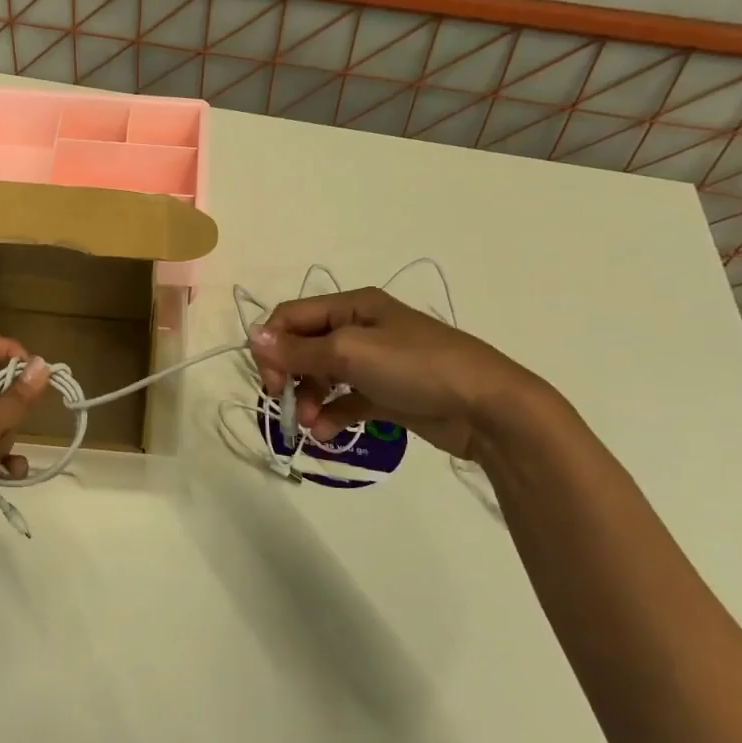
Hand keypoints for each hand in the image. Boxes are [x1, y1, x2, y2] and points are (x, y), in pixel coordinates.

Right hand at [248, 288, 544, 461]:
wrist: (489, 408)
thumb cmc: (417, 367)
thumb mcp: (351, 353)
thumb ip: (298, 350)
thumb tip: (252, 336)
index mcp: (351, 307)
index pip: (291, 317)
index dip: (272, 347)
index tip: (273, 383)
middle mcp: (359, 329)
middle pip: (303, 347)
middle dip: (290, 377)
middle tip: (288, 405)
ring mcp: (374, 363)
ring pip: (322, 377)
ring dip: (310, 400)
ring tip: (313, 426)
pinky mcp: (386, 394)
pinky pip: (345, 401)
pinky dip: (332, 416)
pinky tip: (329, 435)